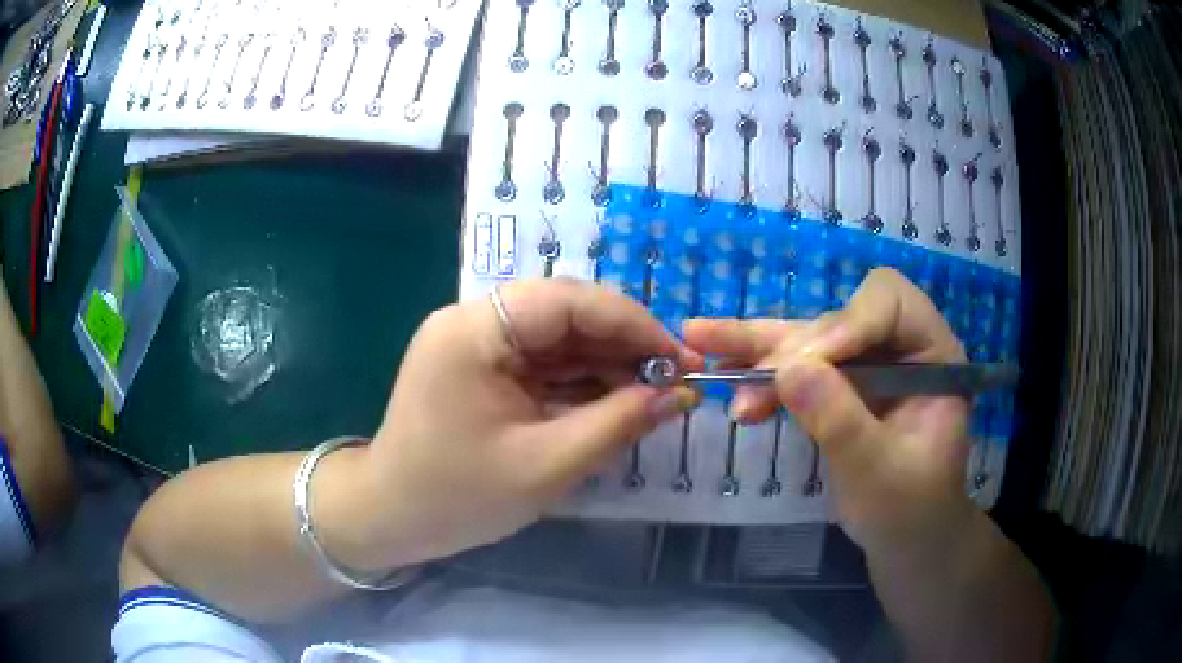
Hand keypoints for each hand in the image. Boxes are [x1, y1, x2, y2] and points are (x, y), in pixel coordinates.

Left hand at [362, 278, 701, 566]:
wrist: (393, 517)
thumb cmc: (459, 498)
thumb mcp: (548, 465)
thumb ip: (619, 423)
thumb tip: (681, 393)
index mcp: (474, 332)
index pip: (568, 300)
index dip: (632, 322)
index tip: (680, 357)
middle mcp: (471, 321)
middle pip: (564, 311)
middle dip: (623, 342)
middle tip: (674, 377)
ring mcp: (474, 342)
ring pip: (558, 335)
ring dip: (606, 361)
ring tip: (654, 392)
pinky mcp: (480, 365)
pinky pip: (541, 360)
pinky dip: (581, 379)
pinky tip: (616, 399)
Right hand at [683, 268, 974, 556]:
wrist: (905, 538)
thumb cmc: (910, 510)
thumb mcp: (879, 475)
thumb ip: (840, 422)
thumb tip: (785, 369)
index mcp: (933, 354)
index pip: (891, 304)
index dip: (848, 322)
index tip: (808, 365)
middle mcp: (898, 347)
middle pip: (840, 318)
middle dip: (793, 347)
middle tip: (750, 382)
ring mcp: (866, 365)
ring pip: (809, 339)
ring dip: (759, 348)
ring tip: (700, 340)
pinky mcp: (839, 386)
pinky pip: (795, 367)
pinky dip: (760, 373)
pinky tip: (724, 373)